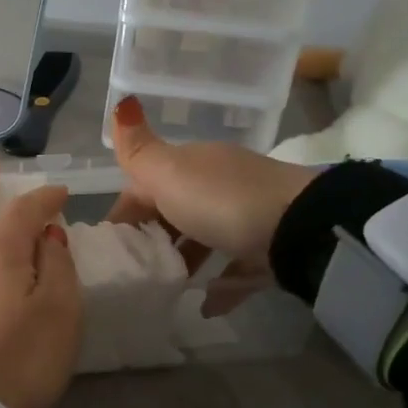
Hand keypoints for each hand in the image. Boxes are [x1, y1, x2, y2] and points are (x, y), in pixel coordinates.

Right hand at [106, 94, 317, 309]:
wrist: (300, 228)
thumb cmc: (221, 200)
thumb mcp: (168, 173)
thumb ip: (138, 150)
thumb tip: (121, 102)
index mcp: (192, 165)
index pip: (145, 185)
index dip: (124, 212)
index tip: (108, 246)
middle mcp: (218, 185)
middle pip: (175, 211)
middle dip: (152, 238)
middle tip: (133, 270)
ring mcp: (246, 216)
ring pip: (205, 238)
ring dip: (184, 260)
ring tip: (165, 287)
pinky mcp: (268, 249)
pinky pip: (237, 268)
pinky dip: (220, 286)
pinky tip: (205, 306)